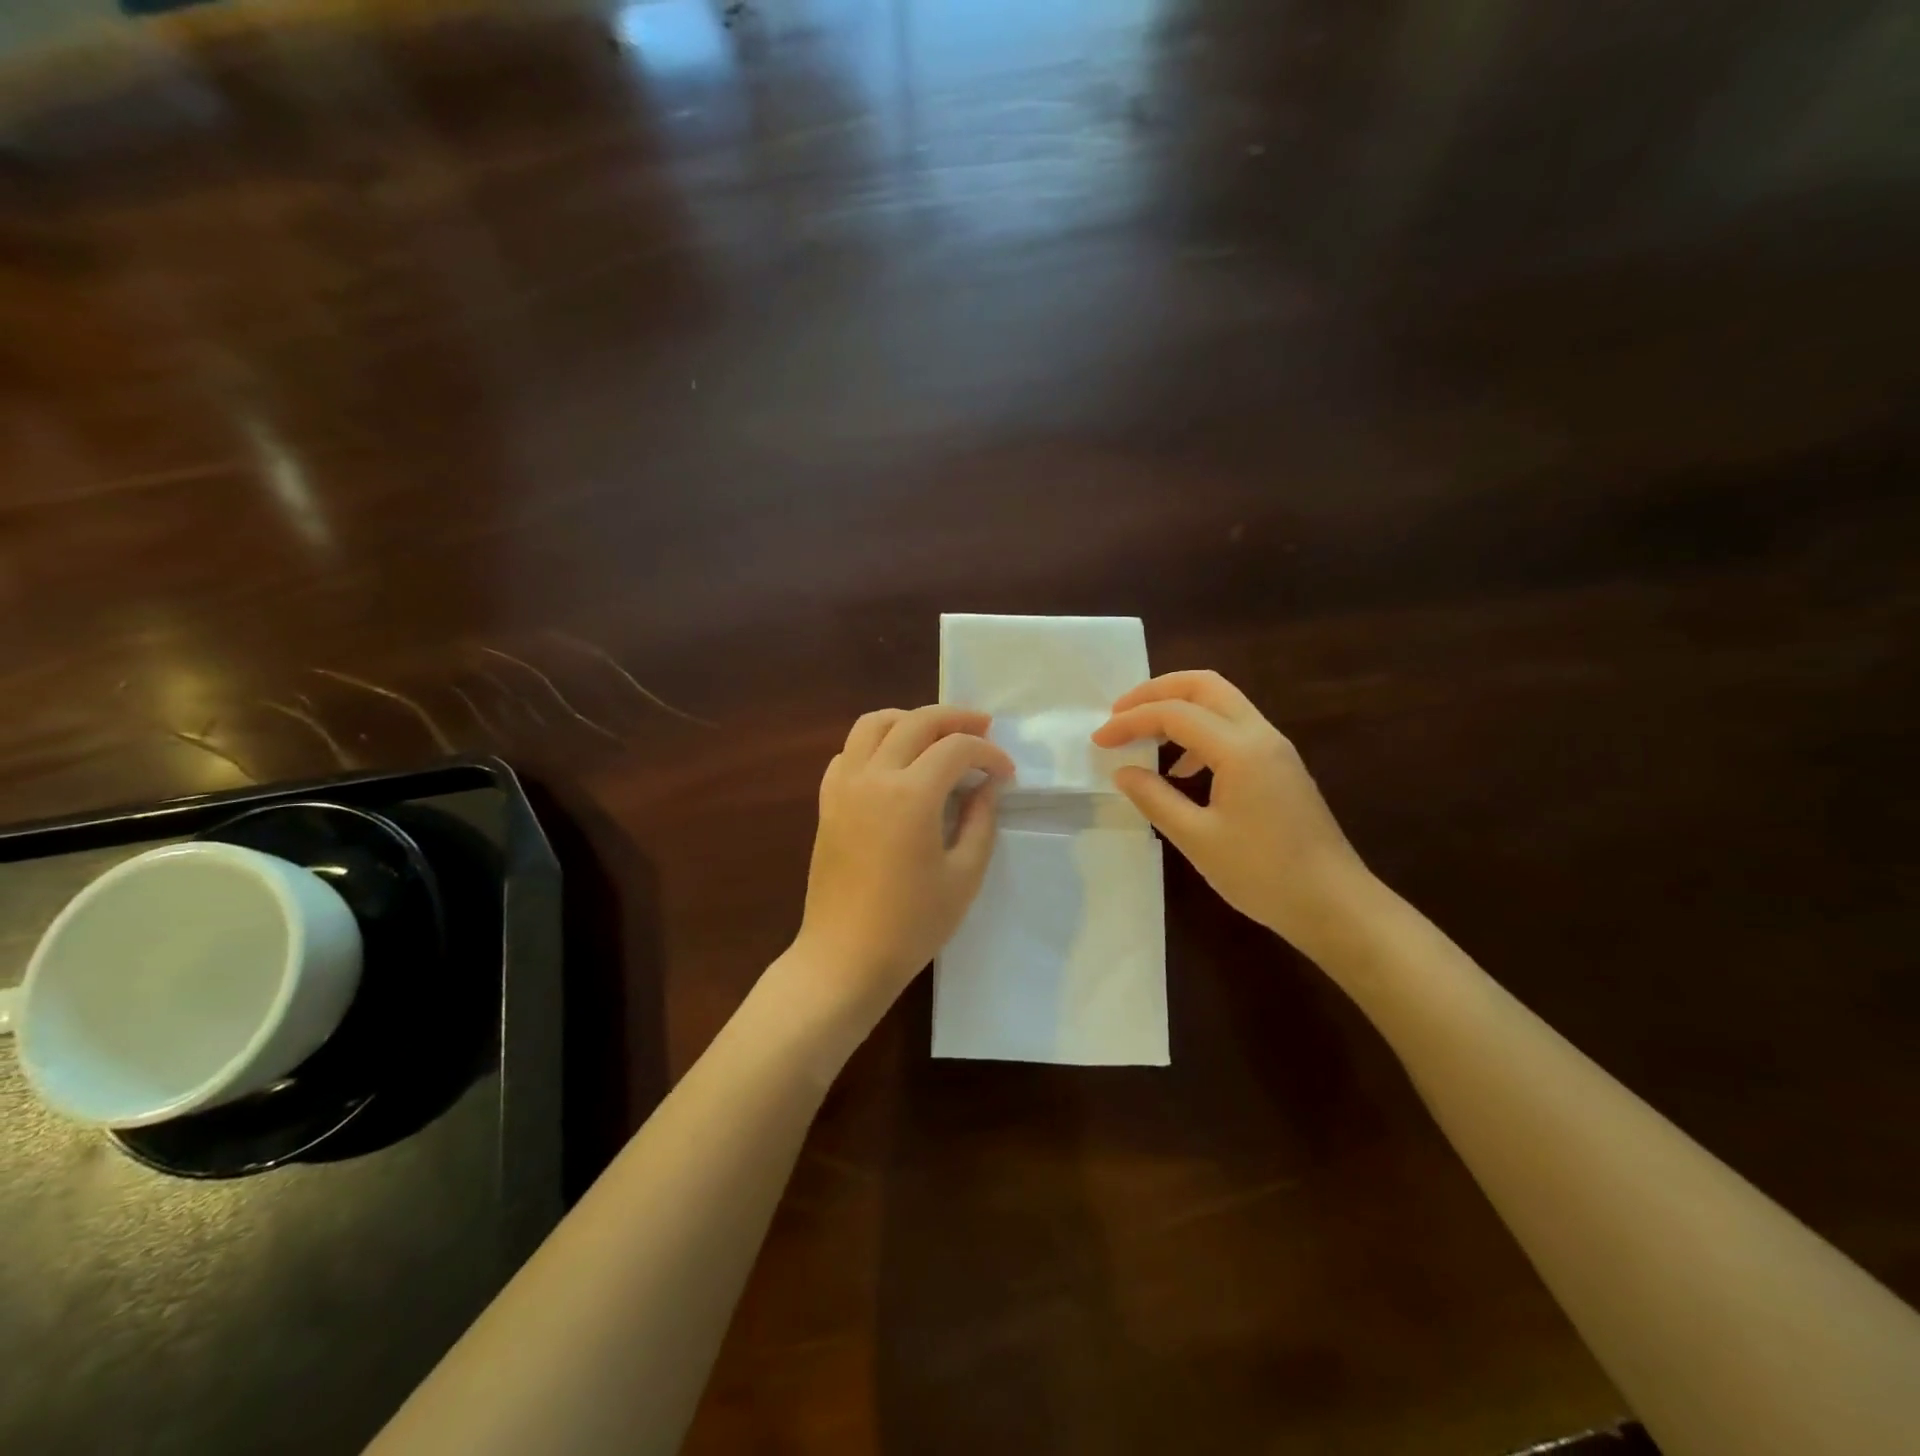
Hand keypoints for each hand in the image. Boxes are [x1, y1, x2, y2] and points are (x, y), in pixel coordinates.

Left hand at [793, 705, 1014, 1024]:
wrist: (845, 957)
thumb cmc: (912, 924)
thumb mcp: (964, 876)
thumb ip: (981, 821)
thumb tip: (987, 786)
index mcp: (911, 794)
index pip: (957, 748)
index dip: (989, 753)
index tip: (1007, 773)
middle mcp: (874, 776)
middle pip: (916, 721)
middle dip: (956, 719)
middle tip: (983, 729)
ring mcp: (844, 786)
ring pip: (874, 723)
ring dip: (910, 719)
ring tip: (937, 735)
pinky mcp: (827, 802)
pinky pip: (849, 752)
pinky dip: (875, 743)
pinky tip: (894, 764)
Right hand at [1092, 671, 1370, 949]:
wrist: (1334, 904)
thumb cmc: (1262, 874)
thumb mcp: (1197, 839)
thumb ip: (1155, 798)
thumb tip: (1123, 772)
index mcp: (1240, 750)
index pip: (1175, 714)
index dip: (1131, 722)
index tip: (1099, 741)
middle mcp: (1260, 735)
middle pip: (1204, 686)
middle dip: (1156, 691)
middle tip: (1120, 713)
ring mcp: (1275, 748)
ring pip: (1222, 703)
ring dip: (1179, 708)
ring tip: (1143, 736)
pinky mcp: (1280, 766)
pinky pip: (1234, 728)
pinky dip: (1200, 731)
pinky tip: (1181, 768)